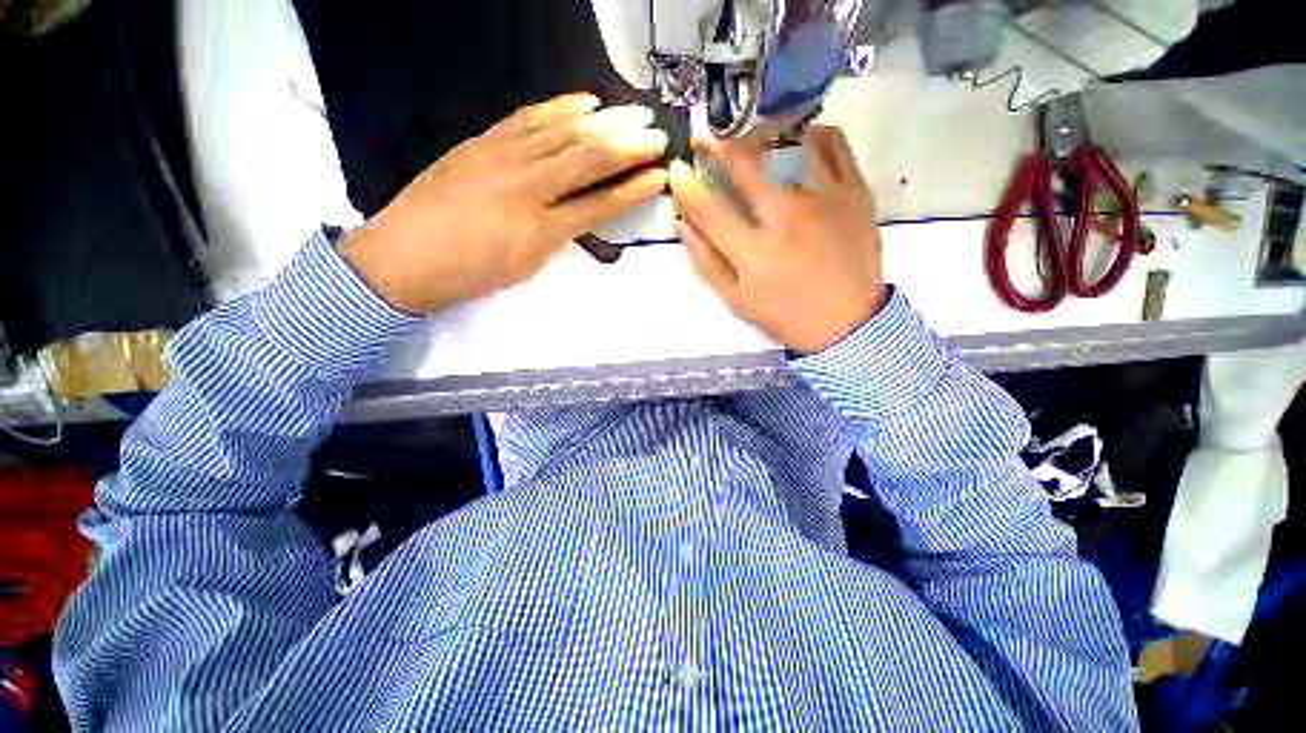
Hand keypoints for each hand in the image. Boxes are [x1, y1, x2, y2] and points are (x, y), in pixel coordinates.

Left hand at [341, 93, 667, 313]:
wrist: (404, 257)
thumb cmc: (471, 273)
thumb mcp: (527, 264)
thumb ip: (558, 234)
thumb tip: (581, 212)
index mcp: (542, 227)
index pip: (600, 203)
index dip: (633, 190)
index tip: (659, 176)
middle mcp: (528, 185)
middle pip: (588, 159)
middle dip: (628, 146)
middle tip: (657, 134)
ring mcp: (503, 156)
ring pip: (563, 132)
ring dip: (604, 121)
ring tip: (632, 112)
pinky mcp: (483, 141)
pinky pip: (527, 118)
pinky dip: (559, 108)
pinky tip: (584, 102)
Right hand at [668, 125, 887, 353]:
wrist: (847, 322)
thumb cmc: (784, 314)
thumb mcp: (735, 300)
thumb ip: (705, 261)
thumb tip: (683, 222)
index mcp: (753, 252)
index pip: (708, 207)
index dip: (686, 184)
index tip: (678, 170)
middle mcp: (786, 218)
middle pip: (744, 165)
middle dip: (715, 144)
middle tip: (704, 135)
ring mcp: (825, 199)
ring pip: (787, 144)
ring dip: (758, 134)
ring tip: (748, 136)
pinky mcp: (855, 192)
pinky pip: (833, 144)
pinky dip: (811, 134)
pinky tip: (798, 139)